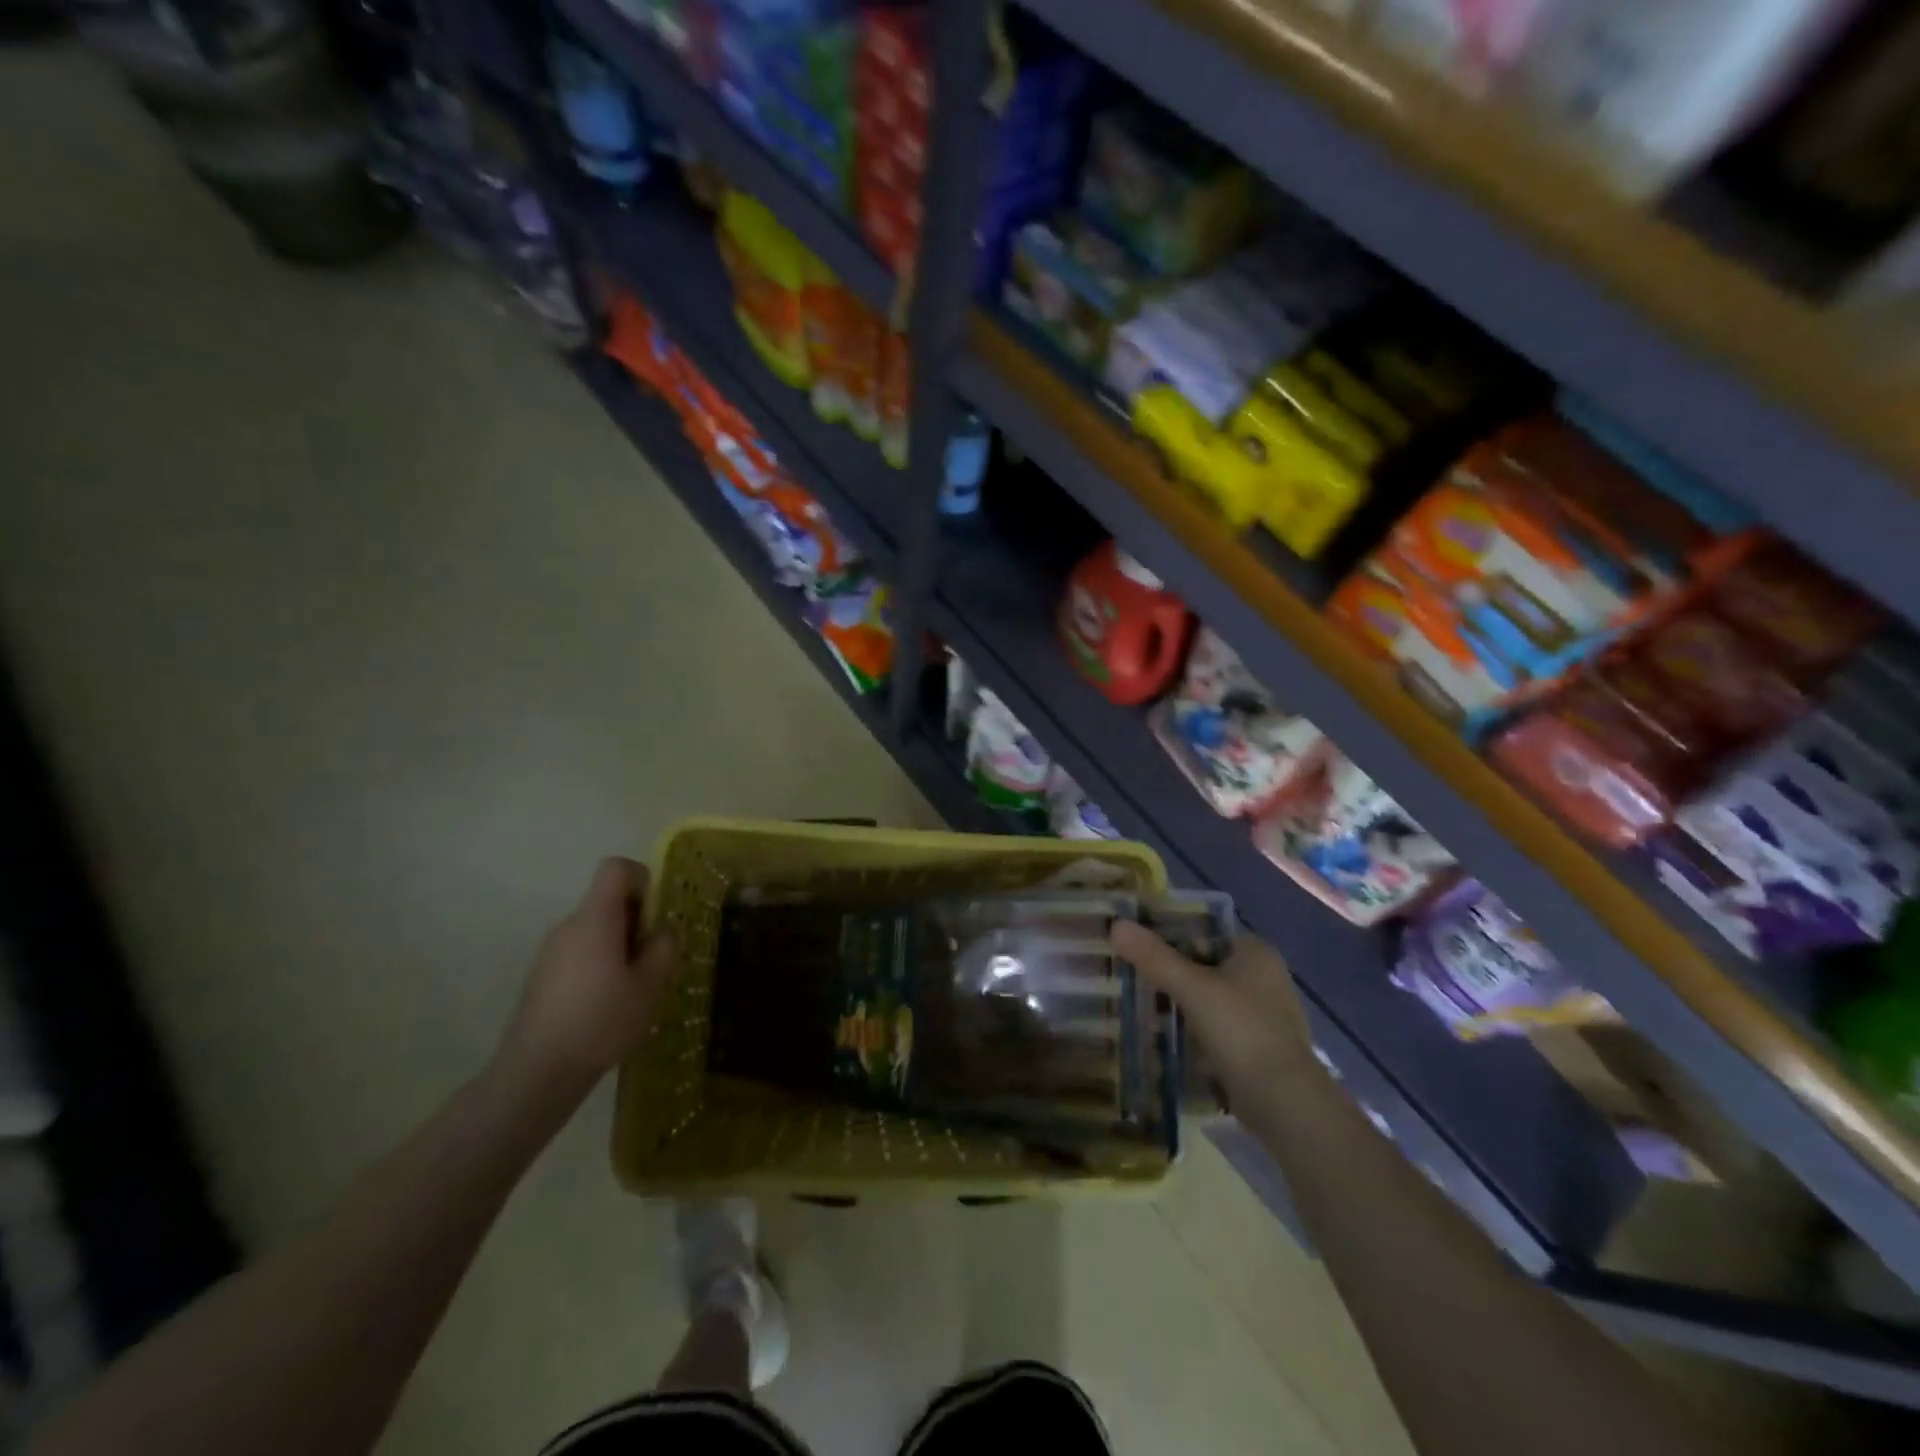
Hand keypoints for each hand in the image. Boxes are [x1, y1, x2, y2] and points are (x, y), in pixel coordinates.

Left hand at [494, 858, 679, 1102]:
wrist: (536, 1073)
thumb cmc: (601, 1022)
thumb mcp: (650, 985)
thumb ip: (665, 948)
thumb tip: (667, 927)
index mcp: (595, 919)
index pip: (616, 868)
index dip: (643, 879)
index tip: (657, 916)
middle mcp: (569, 926)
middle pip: (608, 901)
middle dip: (638, 921)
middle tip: (654, 961)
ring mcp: (551, 952)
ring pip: (596, 930)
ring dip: (621, 946)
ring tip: (634, 988)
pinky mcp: (542, 977)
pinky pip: (580, 953)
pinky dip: (601, 965)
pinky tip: (608, 1006)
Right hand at [1110, 922, 1317, 1110]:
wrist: (1284, 1103)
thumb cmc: (1241, 1032)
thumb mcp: (1192, 988)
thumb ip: (1154, 957)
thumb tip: (1116, 925)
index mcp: (1255, 952)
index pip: (1203, 929)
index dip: (1167, 932)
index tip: (1134, 943)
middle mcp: (1264, 976)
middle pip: (1204, 962)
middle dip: (1169, 968)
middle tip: (1129, 972)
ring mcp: (1263, 1012)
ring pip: (1208, 994)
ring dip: (1178, 999)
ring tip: (1139, 1002)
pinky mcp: (1256, 1044)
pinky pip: (1215, 1023)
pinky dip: (1192, 1025)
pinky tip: (1165, 1034)